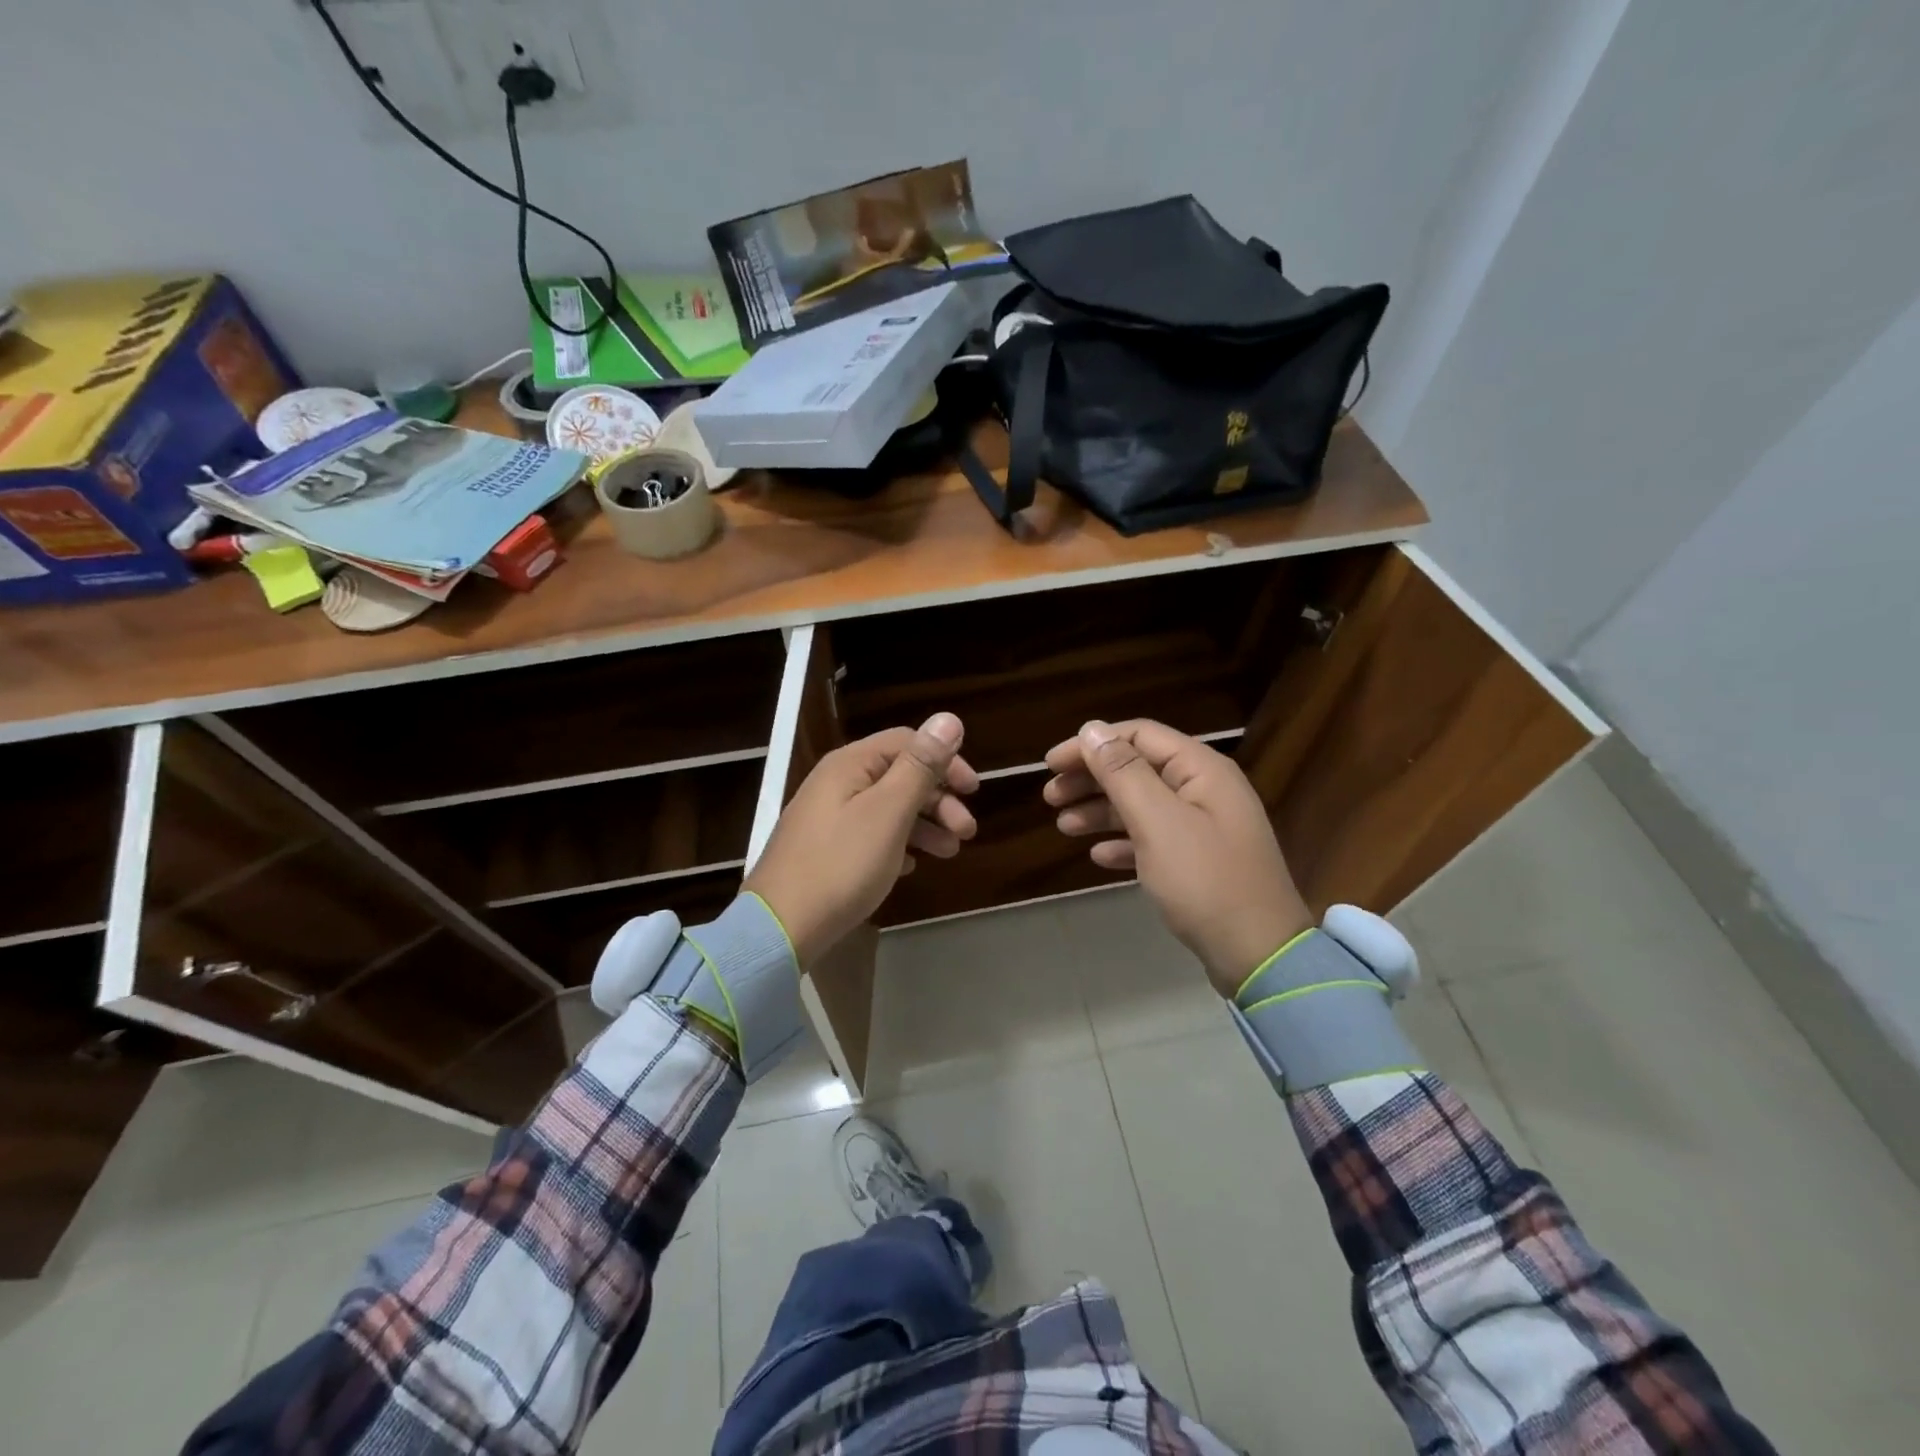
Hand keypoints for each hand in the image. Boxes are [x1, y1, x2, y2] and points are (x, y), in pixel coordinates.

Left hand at [745, 713, 977, 966]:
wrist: (780, 927)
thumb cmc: (842, 864)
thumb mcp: (889, 812)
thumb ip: (920, 766)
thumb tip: (949, 718)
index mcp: (850, 764)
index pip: (908, 742)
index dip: (945, 761)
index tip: (974, 791)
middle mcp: (837, 782)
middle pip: (899, 776)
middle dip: (939, 799)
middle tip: (967, 832)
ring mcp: (828, 817)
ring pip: (888, 808)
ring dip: (924, 824)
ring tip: (949, 853)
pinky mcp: (825, 850)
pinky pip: (871, 835)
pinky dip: (898, 844)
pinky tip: (911, 866)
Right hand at [1044, 719, 1311, 996]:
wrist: (1258, 954)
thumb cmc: (1205, 881)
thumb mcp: (1158, 822)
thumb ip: (1123, 773)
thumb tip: (1092, 728)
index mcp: (1200, 770)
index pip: (1138, 735)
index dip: (1091, 744)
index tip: (1051, 764)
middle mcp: (1204, 790)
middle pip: (1137, 769)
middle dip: (1091, 778)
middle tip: (1050, 796)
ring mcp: (1203, 827)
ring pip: (1141, 805)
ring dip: (1100, 810)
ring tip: (1063, 826)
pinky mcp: (1199, 861)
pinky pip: (1153, 839)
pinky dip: (1123, 842)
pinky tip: (1098, 856)